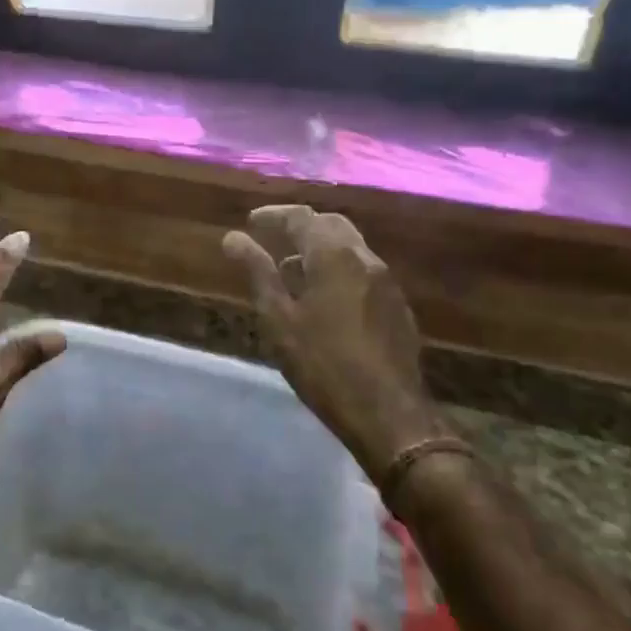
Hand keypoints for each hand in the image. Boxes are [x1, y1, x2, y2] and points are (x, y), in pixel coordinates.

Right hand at [223, 205, 444, 481]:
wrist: (389, 414)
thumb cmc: (323, 364)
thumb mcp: (279, 318)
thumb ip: (258, 272)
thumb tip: (233, 238)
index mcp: (334, 255)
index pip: (301, 217)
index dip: (273, 216)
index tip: (251, 222)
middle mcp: (364, 258)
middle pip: (330, 225)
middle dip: (301, 226)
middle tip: (273, 237)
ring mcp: (386, 281)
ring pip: (350, 247)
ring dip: (320, 248)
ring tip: (291, 270)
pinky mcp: (397, 306)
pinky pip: (363, 270)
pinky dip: (338, 268)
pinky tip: (323, 298)